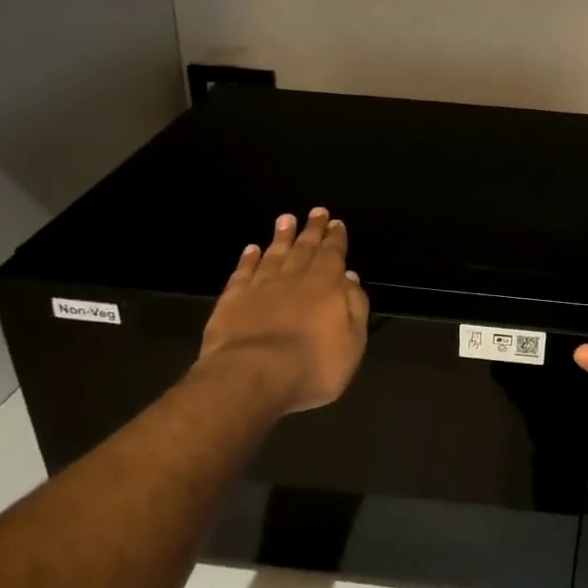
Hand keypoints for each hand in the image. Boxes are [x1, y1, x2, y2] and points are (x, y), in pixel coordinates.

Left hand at [197, 208, 369, 413]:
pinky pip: (243, 272)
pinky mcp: (232, 300)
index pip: (333, 255)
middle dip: (312, 230)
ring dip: (282, 237)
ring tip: (286, 219)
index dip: (335, 238)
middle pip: (305, 248)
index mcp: (326, 286)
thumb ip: (354, 306)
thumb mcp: (352, 342)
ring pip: (274, 254)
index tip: (335, 222)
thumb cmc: (313, 366)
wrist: (253, 376)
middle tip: (316, 211)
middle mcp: (294, 279)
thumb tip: (349, 277)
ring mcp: (260, 287)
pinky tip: (251, 249)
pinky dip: (248, 259)